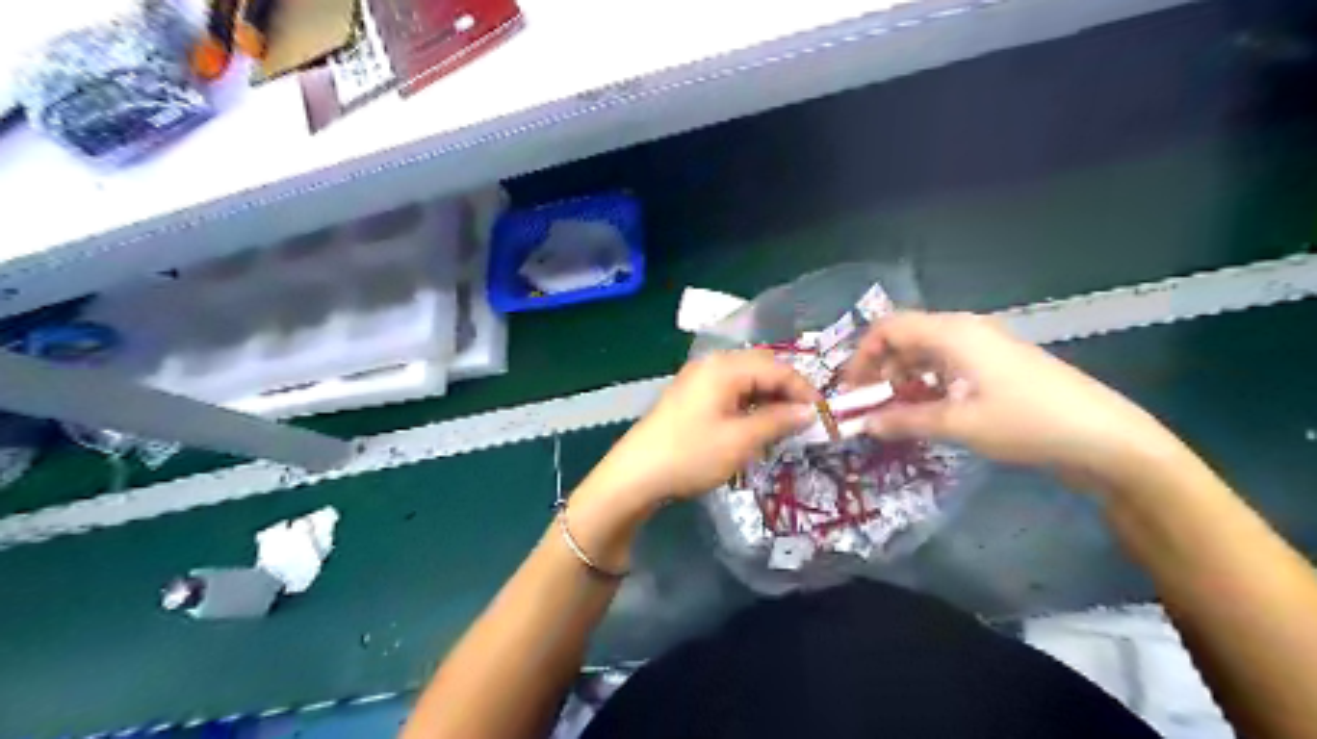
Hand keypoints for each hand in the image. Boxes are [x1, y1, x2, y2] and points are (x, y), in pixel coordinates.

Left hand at [582, 353, 818, 513]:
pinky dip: (749, 404)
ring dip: (768, 398)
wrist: (636, 474)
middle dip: (787, 391)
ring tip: (785, 424)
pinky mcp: (690, 396)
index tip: (825, 414)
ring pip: (745, 380)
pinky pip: (729, 391)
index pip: (776, 368)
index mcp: (724, 367)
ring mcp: (697, 379)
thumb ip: (778, 421)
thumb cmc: (691, 455)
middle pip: (761, 368)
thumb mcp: (741, 440)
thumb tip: (809, 412)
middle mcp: (711, 364)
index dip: (804, 389)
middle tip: (807, 418)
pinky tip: (756, 424)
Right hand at [849, 312, 1189, 490]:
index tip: (851, 392)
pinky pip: (948, 365)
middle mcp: (965, 329)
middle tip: (870, 407)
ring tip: (896, 413)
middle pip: (905, 338)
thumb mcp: (959, 424)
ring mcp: (984, 346)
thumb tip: (864, 425)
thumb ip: (905, 421)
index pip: (888, 328)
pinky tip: (928, 410)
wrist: (1106, 438)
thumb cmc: (1027, 423)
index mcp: (952, 332)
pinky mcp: (998, 365)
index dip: (862, 356)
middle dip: (880, 369)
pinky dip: (928, 384)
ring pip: (926, 352)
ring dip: (903, 378)